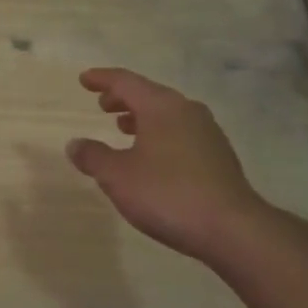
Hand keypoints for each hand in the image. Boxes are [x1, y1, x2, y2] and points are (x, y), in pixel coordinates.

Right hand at [67, 67, 294, 262]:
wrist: (232, 228)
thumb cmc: (167, 194)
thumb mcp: (117, 176)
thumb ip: (93, 156)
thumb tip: (75, 144)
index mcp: (161, 106)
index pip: (126, 82)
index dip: (102, 79)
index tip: (84, 79)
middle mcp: (186, 110)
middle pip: (150, 94)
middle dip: (123, 98)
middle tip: (103, 105)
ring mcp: (207, 132)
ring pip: (168, 114)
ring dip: (142, 117)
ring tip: (123, 128)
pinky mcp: (219, 156)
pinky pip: (181, 132)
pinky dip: (160, 134)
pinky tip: (153, 157)